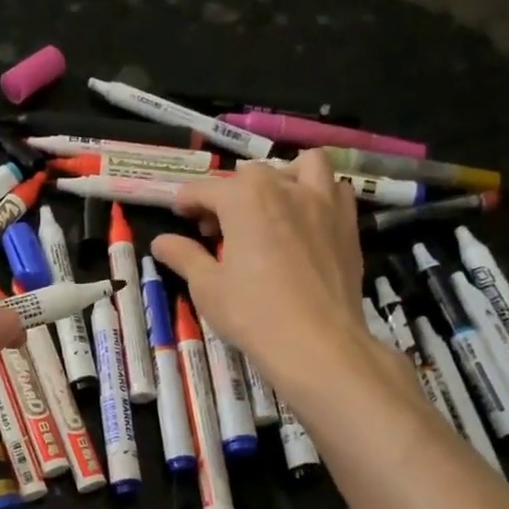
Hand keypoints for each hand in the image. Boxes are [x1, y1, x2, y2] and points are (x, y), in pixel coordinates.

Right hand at [152, 153, 394, 412]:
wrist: (316, 342)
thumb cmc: (252, 313)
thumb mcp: (206, 286)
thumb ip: (184, 256)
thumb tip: (161, 242)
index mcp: (245, 198)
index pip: (206, 189)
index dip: (187, 201)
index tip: (179, 215)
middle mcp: (285, 188)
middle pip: (250, 176)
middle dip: (229, 193)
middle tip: (217, 226)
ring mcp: (323, 203)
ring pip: (303, 166)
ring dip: (282, 176)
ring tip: (270, 204)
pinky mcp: (348, 225)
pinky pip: (335, 191)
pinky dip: (318, 195)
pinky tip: (306, 220)